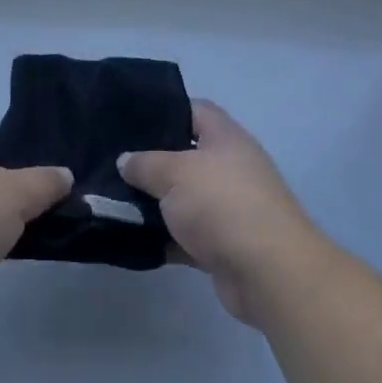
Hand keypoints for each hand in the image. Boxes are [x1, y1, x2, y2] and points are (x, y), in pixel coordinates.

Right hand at [119, 101, 325, 324]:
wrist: (268, 272)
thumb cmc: (221, 204)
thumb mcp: (175, 173)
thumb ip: (145, 163)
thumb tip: (125, 160)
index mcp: (226, 138)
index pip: (195, 110)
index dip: (165, 109)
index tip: (131, 118)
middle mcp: (231, 168)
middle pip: (186, 156)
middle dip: (152, 161)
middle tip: (115, 163)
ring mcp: (229, 208)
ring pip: (184, 199)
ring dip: (155, 204)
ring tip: (113, 199)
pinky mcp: (224, 245)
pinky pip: (186, 236)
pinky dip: (164, 238)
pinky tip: (131, 238)